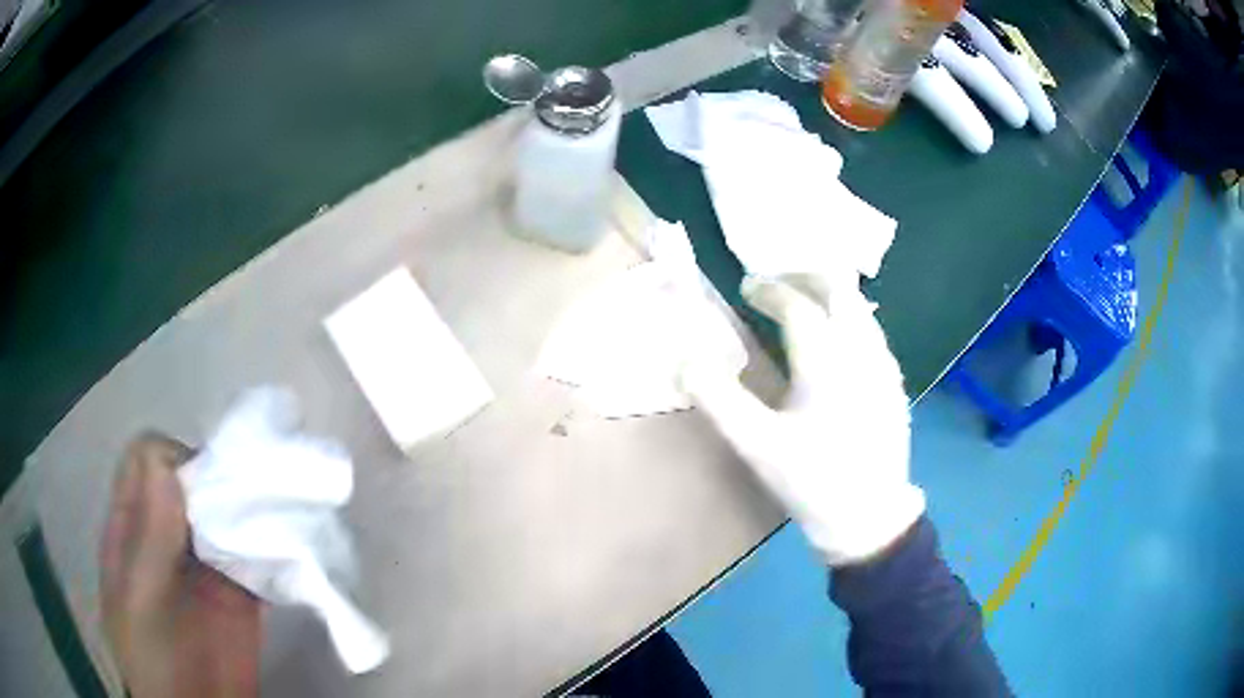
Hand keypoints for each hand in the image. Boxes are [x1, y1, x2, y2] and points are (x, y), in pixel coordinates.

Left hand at [100, 434, 261, 697]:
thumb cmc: (154, 658)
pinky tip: (290, 552)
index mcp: (134, 527)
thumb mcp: (141, 600)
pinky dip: (272, 546)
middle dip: (221, 478)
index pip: (148, 459)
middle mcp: (168, 534)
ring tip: (280, 515)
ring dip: (251, 508)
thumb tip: (169, 461)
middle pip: (191, 477)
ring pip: (225, 511)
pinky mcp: (239, 592)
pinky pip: (255, 553)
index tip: (205, 493)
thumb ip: (150, 537)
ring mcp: (205, 563)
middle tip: (251, 500)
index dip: (175, 461)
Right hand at [683, 277, 924, 565]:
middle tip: (777, 282)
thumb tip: (684, 359)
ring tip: (804, 303)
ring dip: (831, 294)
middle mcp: (860, 351)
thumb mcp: (757, 444)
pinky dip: (849, 317)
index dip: (769, 290)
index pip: (797, 306)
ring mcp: (883, 366)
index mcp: (826, 361)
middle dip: (807, 276)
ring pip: (861, 307)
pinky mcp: (894, 383)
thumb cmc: (812, 481)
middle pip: (840, 290)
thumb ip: (718, 398)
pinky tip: (836, 341)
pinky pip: (872, 330)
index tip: (746, 287)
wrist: (871, 517)